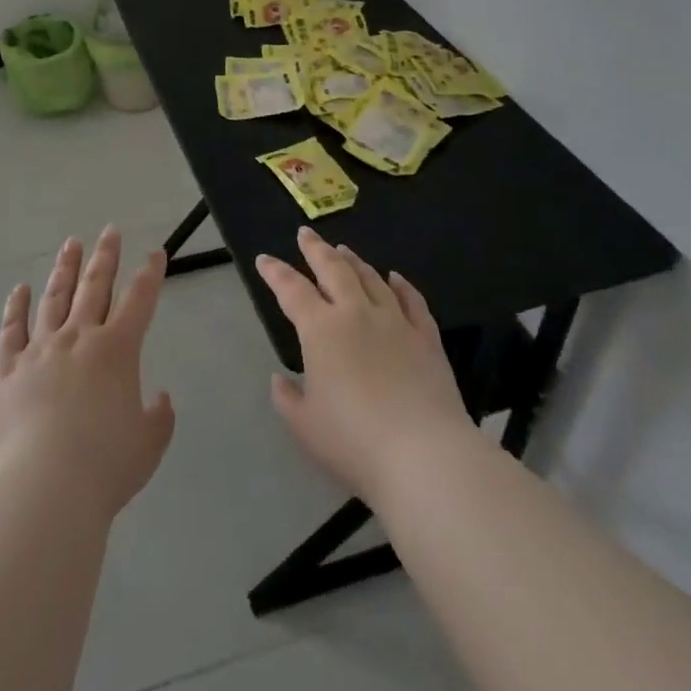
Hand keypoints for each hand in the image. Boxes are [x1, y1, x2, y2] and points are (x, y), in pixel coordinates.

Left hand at [0, 228, 176, 519]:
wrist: (45, 485)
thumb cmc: (105, 465)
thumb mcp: (149, 445)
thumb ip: (159, 417)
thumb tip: (159, 398)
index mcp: (117, 350)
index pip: (139, 300)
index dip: (150, 274)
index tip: (155, 252)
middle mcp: (79, 337)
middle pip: (94, 286)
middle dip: (105, 257)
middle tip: (109, 231)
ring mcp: (40, 349)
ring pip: (54, 297)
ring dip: (65, 269)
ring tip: (71, 244)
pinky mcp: (10, 368)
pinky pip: (12, 329)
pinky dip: (16, 307)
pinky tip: (20, 290)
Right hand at [257, 226, 477, 503]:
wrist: (425, 457)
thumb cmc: (355, 442)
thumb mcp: (305, 426)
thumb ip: (288, 398)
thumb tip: (281, 378)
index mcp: (320, 330)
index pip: (291, 290)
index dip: (275, 272)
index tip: (264, 259)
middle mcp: (356, 313)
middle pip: (333, 269)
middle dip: (316, 249)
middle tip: (305, 233)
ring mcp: (395, 322)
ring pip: (371, 278)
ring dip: (354, 261)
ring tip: (343, 250)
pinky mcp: (427, 338)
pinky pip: (413, 301)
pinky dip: (402, 285)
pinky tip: (396, 277)